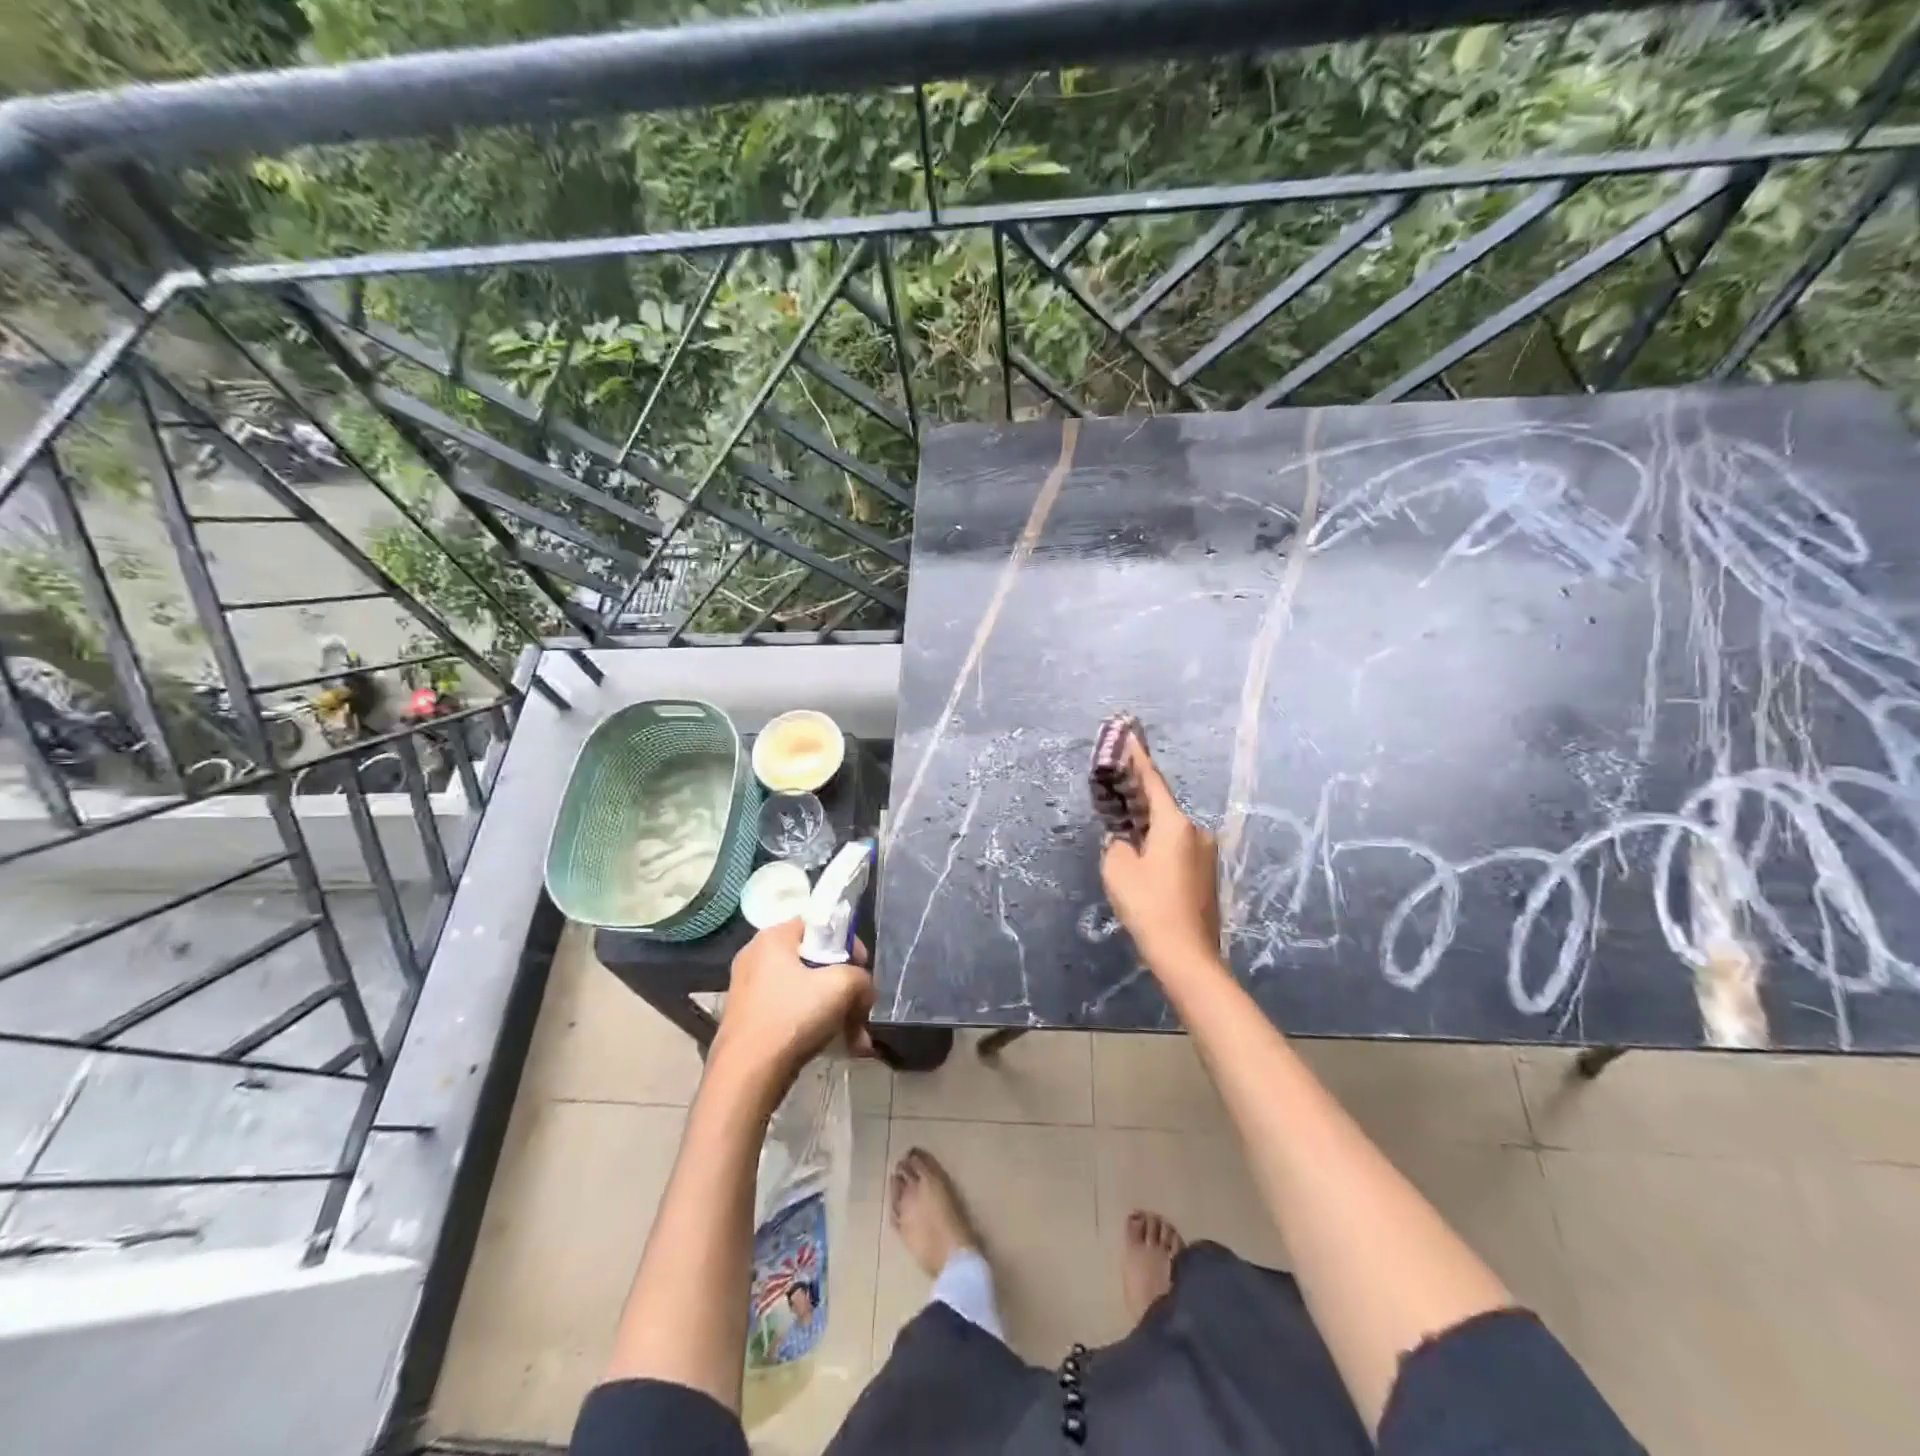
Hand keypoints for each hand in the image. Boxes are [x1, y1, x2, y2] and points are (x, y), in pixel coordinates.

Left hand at [711, 920, 874, 1095]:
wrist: (746, 1076)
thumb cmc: (792, 1017)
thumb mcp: (841, 986)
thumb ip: (861, 977)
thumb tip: (864, 990)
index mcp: (772, 938)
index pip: (819, 925)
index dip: (847, 943)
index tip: (861, 970)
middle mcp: (756, 957)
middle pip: (814, 960)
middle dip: (844, 986)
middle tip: (860, 1008)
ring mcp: (749, 990)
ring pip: (805, 990)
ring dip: (835, 1010)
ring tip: (855, 1038)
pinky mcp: (748, 1019)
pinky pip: (790, 1011)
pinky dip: (814, 1024)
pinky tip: (836, 1046)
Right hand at [1100, 741, 1221, 970]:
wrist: (1186, 955)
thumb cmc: (1149, 905)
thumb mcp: (1118, 869)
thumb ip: (1118, 843)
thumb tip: (1125, 839)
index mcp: (1175, 824)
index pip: (1152, 782)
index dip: (1138, 759)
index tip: (1130, 736)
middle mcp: (1197, 831)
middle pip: (1162, 808)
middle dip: (1138, 801)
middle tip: (1115, 794)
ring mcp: (1207, 854)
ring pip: (1170, 832)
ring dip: (1149, 830)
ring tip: (1125, 838)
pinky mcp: (1208, 875)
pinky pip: (1178, 850)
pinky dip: (1159, 848)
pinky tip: (1144, 865)